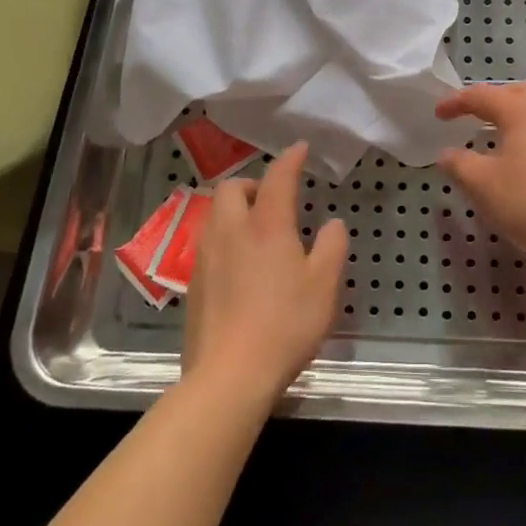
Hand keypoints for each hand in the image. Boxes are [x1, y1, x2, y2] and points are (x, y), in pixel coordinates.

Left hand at [182, 143, 348, 406]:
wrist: (229, 376)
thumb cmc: (284, 324)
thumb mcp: (323, 286)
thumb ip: (331, 247)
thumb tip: (332, 224)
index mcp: (266, 225)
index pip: (277, 178)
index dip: (289, 159)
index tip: (300, 149)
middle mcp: (230, 232)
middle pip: (231, 189)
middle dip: (251, 184)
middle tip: (273, 200)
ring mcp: (206, 258)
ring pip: (215, 215)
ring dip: (234, 210)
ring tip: (257, 230)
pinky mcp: (193, 284)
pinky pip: (208, 244)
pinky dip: (225, 238)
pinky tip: (240, 265)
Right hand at [435, 81, 525, 265]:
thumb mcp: (483, 186)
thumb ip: (459, 164)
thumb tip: (446, 153)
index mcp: (521, 110)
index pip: (482, 95)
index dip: (456, 102)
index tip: (438, 114)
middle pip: (517, 90)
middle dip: (492, 98)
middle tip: (473, 115)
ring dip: (515, 113)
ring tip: (497, 135)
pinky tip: (524, 158)